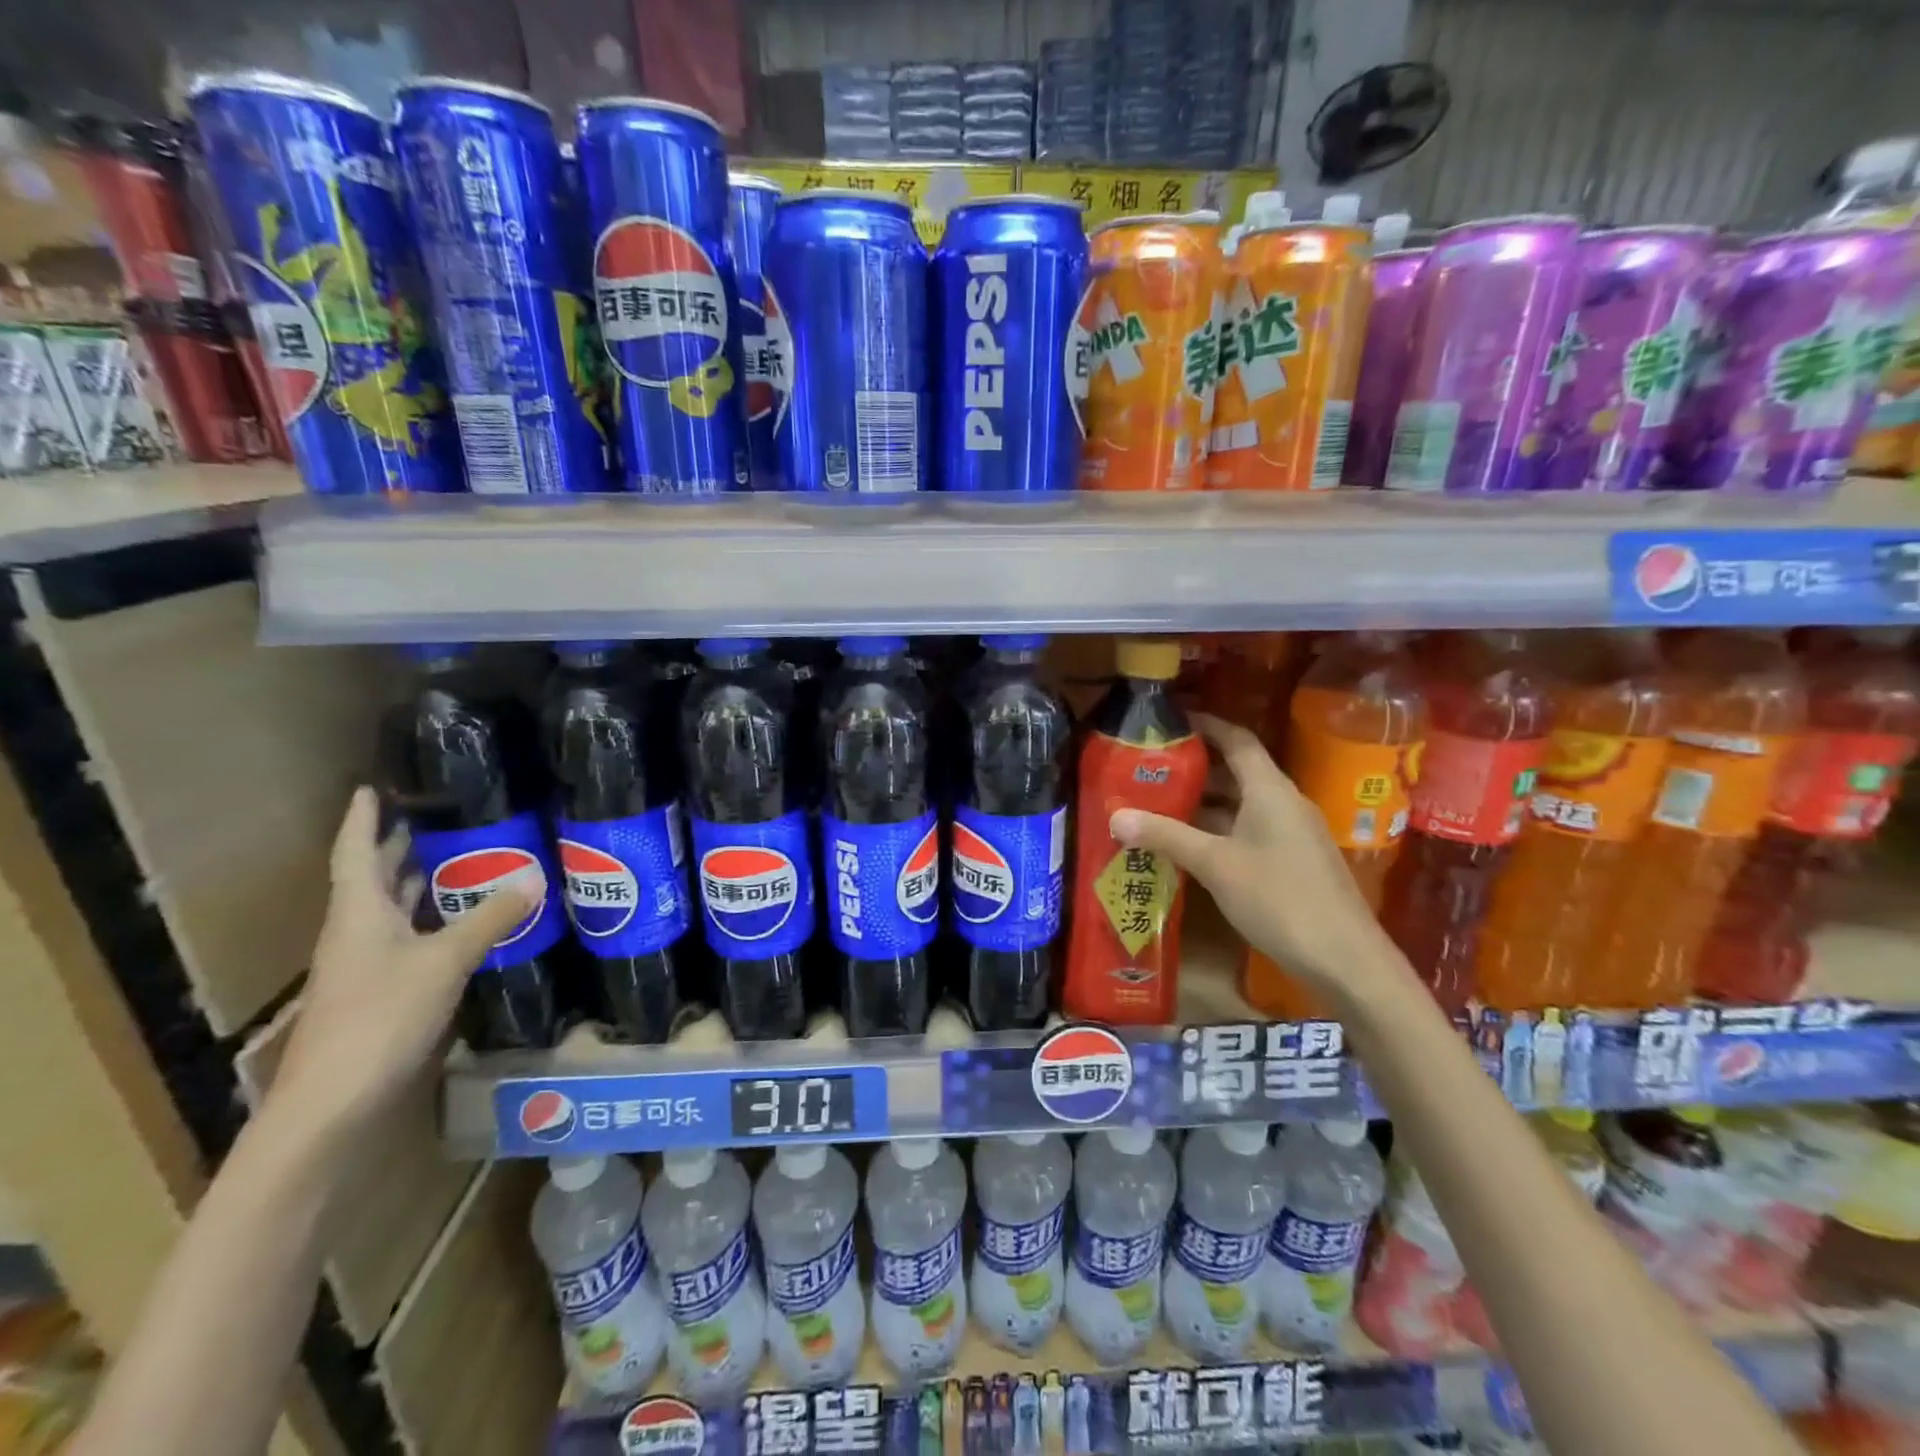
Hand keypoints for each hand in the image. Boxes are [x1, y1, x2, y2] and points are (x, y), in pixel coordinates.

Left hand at [270, 787, 533, 1139]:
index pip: (355, 853)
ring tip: (461, 858)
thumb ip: (490, 918)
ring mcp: (367, 968)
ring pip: (393, 912)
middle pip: (374, 880)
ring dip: (420, 885)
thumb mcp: (444, 962)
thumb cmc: (379, 1018)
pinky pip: (410, 942)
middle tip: (438, 817)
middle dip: (399, 847)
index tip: (371, 787)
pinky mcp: (383, 996)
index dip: (363, 819)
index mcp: (358, 914)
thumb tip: (534, 875)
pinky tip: (466, 923)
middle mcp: (357, 934)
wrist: (333, 1106)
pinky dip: (435, 923)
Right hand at [1110, 713, 1401, 996]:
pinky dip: (1218, 829)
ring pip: (1242, 805)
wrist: (1344, 959)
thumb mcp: (1215, 865)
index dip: (1206, 725)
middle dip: (1195, 768)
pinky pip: (1249, 830)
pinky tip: (1188, 846)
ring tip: (1158, 804)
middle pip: (1237, 771)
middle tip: (1150, 769)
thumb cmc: (1279, 899)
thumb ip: (1166, 836)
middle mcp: (1284, 803)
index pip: (1237, 740)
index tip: (1170, 720)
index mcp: (1270, 790)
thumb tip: (1116, 816)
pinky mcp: (1293, 861)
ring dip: (1204, 803)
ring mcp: (1292, 833)